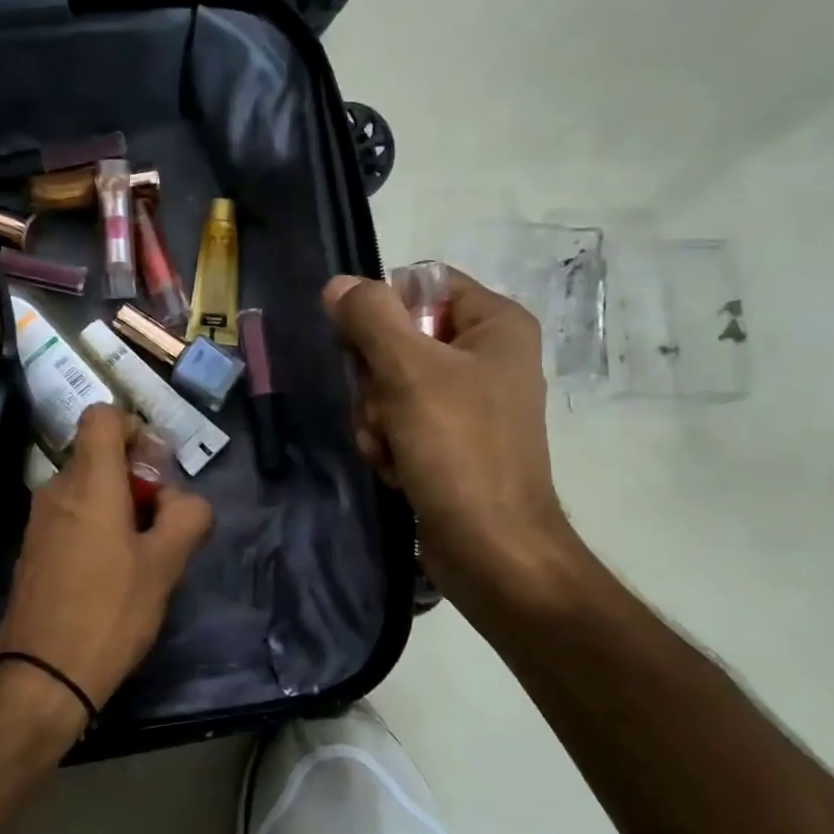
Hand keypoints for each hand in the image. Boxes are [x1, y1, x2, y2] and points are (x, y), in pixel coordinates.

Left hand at [0, 405, 213, 732]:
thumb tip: (182, 500)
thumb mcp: (166, 564)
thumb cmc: (110, 611)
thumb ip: (187, 517)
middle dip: (136, 478)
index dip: (134, 427)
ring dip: (118, 507)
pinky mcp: (32, 550)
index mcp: (88, 482)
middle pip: (98, 456)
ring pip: (86, 490)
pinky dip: (95, 528)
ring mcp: (38, 521)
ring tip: (142, 555)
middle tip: (162, 522)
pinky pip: (70, 518)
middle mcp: (56, 490)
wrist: (42, 675)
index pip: (102, 416)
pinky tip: (111, 574)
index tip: (156, 467)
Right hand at [325, 270, 578, 607]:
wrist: (491, 549)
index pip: (421, 284)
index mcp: (496, 324)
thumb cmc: (459, 450)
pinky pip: (402, 421)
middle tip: (384, 410)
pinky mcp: (452, 442)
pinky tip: (396, 468)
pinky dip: (390, 443)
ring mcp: (470, 403)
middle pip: (399, 338)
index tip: (362, 349)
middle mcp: (487, 356)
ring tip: (391, 448)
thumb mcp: (409, 372)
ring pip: (391, 384)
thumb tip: (338, 284)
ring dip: (377, 417)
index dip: (382, 312)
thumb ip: (370, 318)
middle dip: (376, 380)